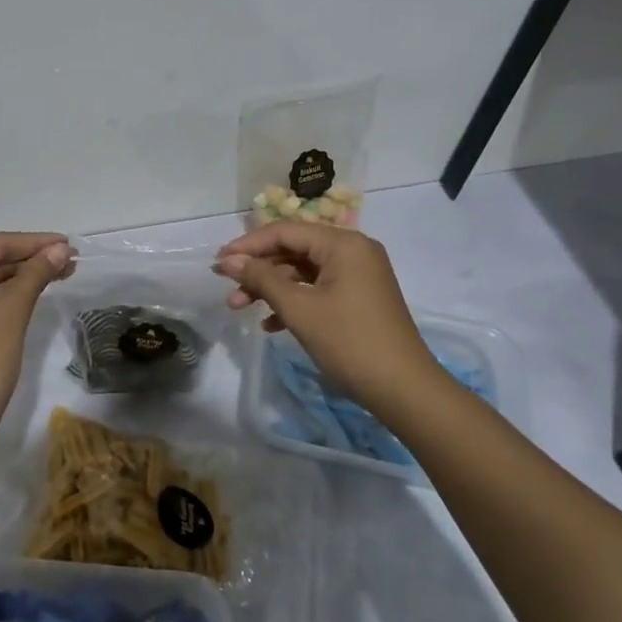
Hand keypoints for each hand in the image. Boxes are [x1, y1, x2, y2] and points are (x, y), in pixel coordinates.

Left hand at [0, 231, 71, 445]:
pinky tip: (33, 295)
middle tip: (71, 262)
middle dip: (31, 258)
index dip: (35, 242)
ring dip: (22, 276)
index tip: (70, 245)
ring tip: (61, 275)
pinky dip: (8, 295)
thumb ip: (35, 275)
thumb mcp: (11, 313)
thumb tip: (60, 249)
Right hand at [214, 222, 438, 413]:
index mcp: (343, 244)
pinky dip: (293, 301)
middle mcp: (353, 251)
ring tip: (240, 308)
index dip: (248, 245)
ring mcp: (358, 275)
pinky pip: (317, 288)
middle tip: (228, 290)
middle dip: (258, 270)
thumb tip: (227, 260)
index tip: (218, 263)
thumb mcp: (299, 308)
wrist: (403, 389)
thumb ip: (261, 279)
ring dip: (271, 288)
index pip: (285, 231)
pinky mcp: (358, 298)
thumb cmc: (349, 342)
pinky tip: (271, 324)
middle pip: (293, 249)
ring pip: (302, 271)